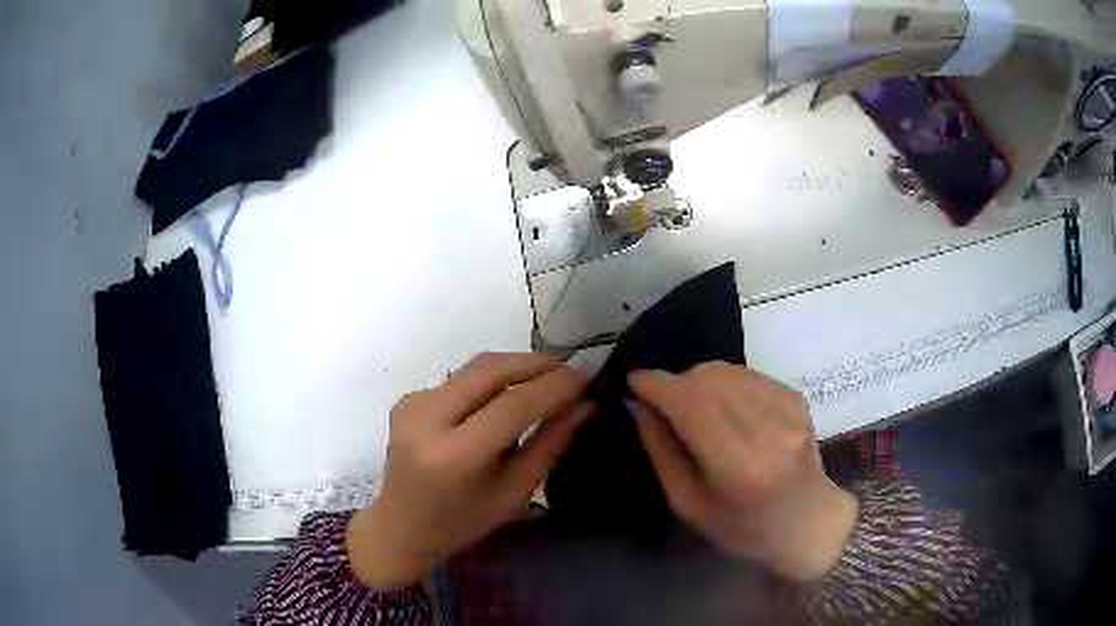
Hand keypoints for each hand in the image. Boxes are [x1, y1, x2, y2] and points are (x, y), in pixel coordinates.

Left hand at [346, 352, 592, 590]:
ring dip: (515, 368)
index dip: (555, 385)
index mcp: (455, 455)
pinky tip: (504, 399)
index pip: (514, 404)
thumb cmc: (462, 523)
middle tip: (570, 372)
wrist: (400, 528)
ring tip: (547, 381)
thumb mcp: (514, 493)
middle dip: (536, 363)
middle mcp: (427, 419)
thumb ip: (549, 444)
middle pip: (490, 369)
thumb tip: (584, 405)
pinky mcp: (407, 399)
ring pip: (474, 368)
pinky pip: (459, 380)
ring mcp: (412, 404)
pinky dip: (489, 382)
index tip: (587, 377)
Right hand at [629, 362, 857, 580]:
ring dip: (698, 381)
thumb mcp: (689, 505)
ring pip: (726, 371)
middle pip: (708, 380)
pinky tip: (723, 408)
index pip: (693, 406)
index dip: (658, 385)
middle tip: (661, 403)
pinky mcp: (795, 397)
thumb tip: (639, 405)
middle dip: (674, 383)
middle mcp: (769, 430)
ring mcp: (788, 409)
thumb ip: (662, 452)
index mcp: (739, 468)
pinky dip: (723, 383)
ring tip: (692, 407)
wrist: (807, 521)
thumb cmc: (743, 528)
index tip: (633, 380)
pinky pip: (746, 374)